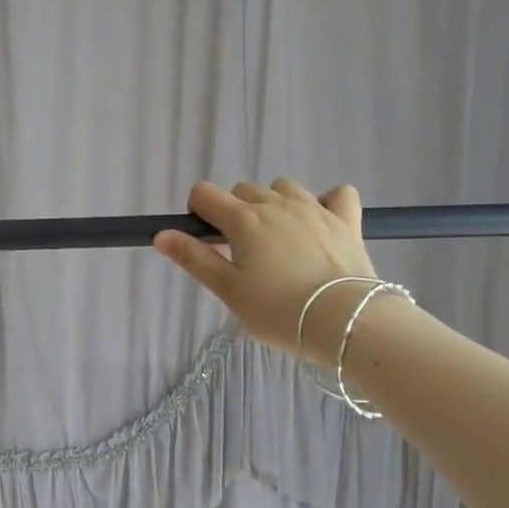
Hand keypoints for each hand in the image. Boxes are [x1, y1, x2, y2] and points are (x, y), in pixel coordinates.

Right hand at [155, 179, 378, 361]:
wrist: (346, 320)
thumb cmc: (278, 310)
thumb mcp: (228, 290)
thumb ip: (194, 258)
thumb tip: (161, 234)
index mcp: (243, 220)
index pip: (205, 194)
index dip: (197, 211)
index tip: (204, 239)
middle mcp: (276, 204)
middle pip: (243, 190)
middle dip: (235, 212)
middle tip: (241, 251)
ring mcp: (315, 208)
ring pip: (284, 187)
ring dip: (274, 204)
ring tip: (278, 239)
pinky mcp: (347, 220)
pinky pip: (337, 194)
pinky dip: (326, 202)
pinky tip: (321, 223)